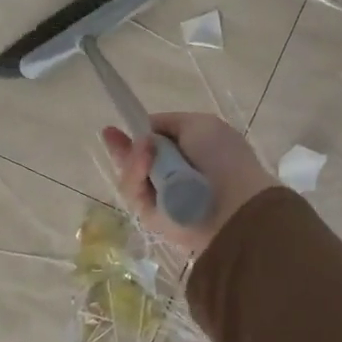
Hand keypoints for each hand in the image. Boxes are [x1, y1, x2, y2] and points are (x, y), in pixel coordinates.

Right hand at [101, 112, 274, 257]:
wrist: (231, 206)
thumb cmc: (222, 158)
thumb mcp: (198, 125)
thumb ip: (167, 123)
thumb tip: (146, 133)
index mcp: (192, 150)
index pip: (156, 141)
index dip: (139, 133)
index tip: (117, 129)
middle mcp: (175, 173)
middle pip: (138, 158)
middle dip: (125, 147)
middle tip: (110, 136)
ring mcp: (162, 196)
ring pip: (132, 175)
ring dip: (134, 160)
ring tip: (144, 154)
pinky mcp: (153, 217)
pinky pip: (135, 193)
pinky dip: (137, 178)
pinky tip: (144, 167)